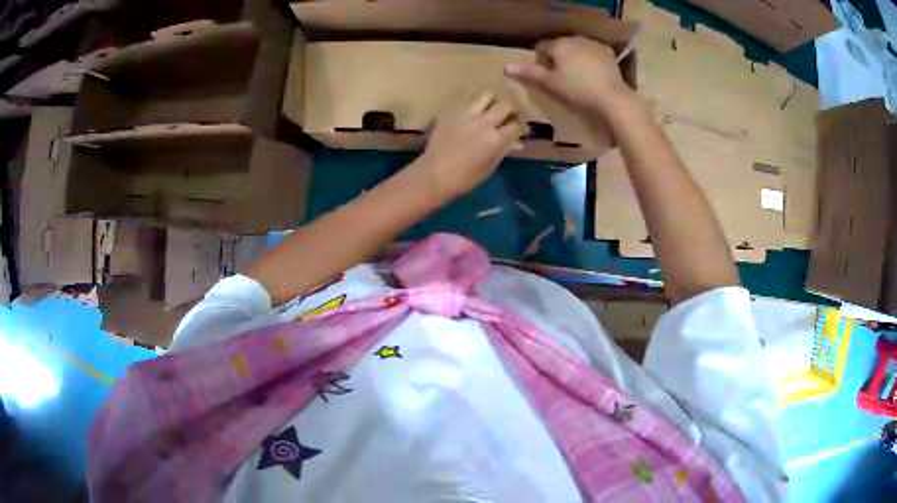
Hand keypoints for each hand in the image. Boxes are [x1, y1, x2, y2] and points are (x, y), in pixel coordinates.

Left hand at [416, 92, 523, 200]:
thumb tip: (516, 143)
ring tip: (490, 107)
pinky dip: (474, 103)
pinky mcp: (452, 112)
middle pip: (505, 105)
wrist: (434, 174)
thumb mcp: (488, 168)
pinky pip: (467, 100)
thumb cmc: (464, 178)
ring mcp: (466, 115)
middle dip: (510, 109)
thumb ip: (502, 151)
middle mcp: (483, 122)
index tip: (518, 128)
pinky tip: (473, 110)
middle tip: (508, 114)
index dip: (519, 126)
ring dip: (492, 100)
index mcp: (495, 139)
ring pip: (486, 95)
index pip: (515, 125)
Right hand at [505, 37, 634, 119]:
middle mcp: (575, 39)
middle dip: (558, 58)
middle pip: (560, 46)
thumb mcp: (550, 84)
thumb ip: (529, 73)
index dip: (541, 62)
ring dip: (574, 58)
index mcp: (559, 45)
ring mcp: (593, 45)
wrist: (612, 99)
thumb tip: (506, 67)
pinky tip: (592, 75)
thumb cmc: (577, 91)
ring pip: (577, 48)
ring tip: (577, 77)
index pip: (542, 48)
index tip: (545, 77)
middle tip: (561, 78)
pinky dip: (590, 60)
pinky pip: (593, 53)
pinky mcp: (608, 53)